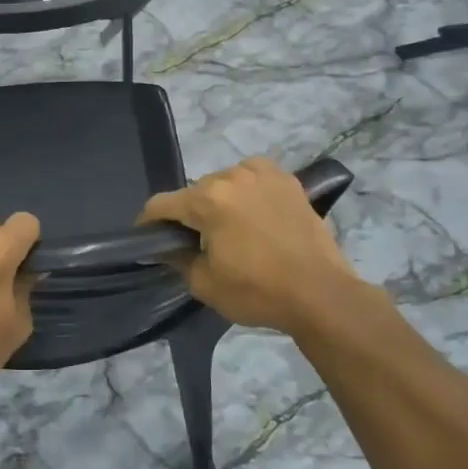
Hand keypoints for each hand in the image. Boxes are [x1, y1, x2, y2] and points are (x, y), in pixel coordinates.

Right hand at [140, 158, 361, 334]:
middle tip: (194, 241)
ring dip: (219, 200)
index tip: (147, 238)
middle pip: (194, 192)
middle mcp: (231, 176)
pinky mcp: (287, 180)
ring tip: (228, 226)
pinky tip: (253, 210)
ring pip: (224, 182)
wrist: (320, 293)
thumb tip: (167, 247)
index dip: (148, 222)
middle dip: (188, 214)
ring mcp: (262, 174)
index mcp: (207, 200)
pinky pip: (253, 176)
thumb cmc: (258, 291)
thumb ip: (177, 258)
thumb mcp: (204, 283)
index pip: (161, 204)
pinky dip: (247, 189)